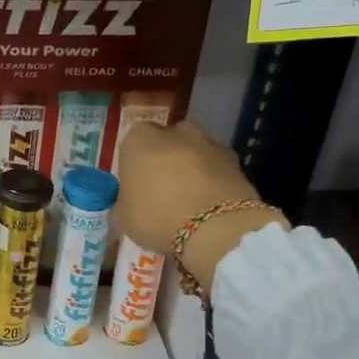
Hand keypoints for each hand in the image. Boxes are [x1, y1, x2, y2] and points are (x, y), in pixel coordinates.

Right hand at [114, 122, 286, 294]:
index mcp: (139, 139)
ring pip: (193, 153)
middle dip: (164, 161)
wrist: (216, 228)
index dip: (134, 164)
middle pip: (165, 143)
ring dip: (191, 170)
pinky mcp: (235, 159)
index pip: (131, 143)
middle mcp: (173, 131)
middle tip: (162, 191)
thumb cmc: (157, 217)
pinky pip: (215, 168)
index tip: (136, 185)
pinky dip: (212, 181)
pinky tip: (210, 206)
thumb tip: (132, 200)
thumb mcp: (123, 216)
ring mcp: (208, 142)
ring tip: (190, 202)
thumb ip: (126, 200)